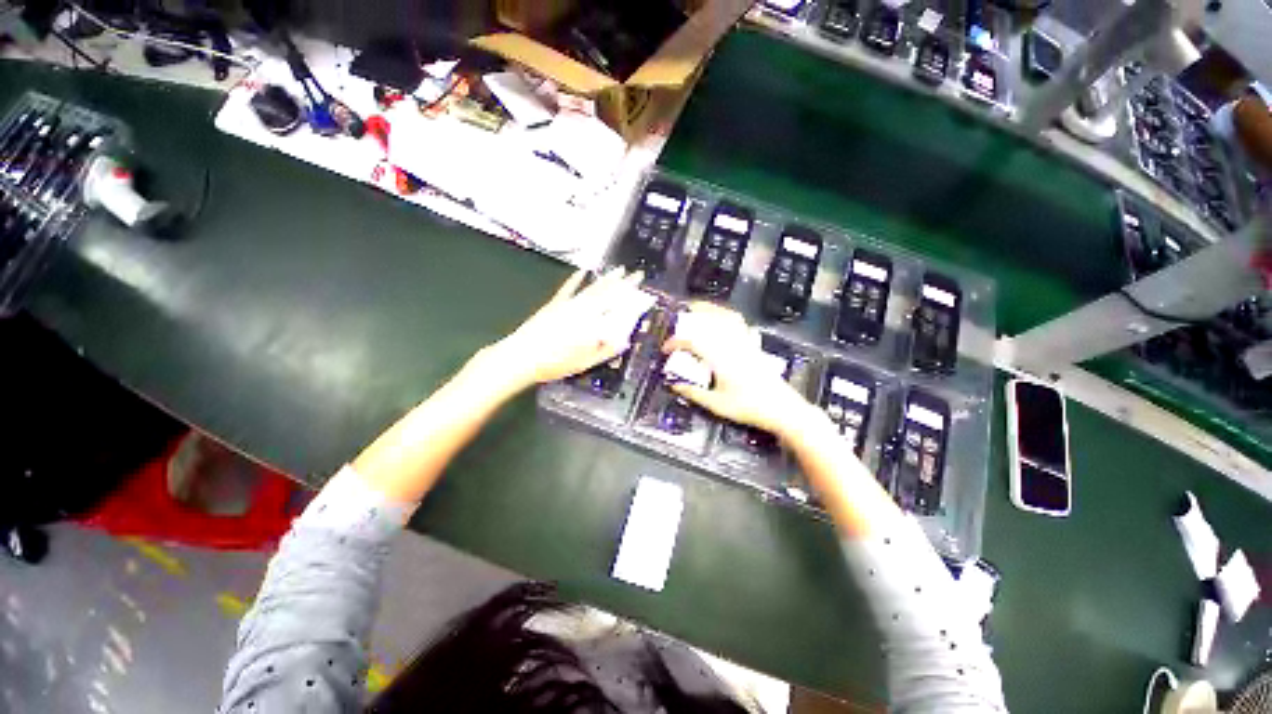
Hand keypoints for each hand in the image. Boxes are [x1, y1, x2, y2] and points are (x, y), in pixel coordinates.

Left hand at [484, 268, 653, 392]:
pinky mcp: (554, 305)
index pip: (617, 307)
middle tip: (635, 274)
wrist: (521, 357)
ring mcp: (567, 305)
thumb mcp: (584, 363)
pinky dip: (576, 279)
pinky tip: (582, 271)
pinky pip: (568, 288)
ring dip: (606, 279)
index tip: (642, 288)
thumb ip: (605, 351)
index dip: (630, 297)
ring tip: (618, 270)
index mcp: (592, 325)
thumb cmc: (554, 364)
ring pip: (591, 289)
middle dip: (623, 283)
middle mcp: (582, 311)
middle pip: (606, 294)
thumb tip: (623, 341)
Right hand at [661, 303, 813, 436]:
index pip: (693, 341)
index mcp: (720, 357)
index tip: (666, 349)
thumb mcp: (716, 404)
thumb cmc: (748, 407)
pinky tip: (727, 324)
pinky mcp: (755, 347)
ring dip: (715, 310)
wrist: (782, 409)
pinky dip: (731, 319)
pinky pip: (742, 326)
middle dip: (696, 311)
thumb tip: (674, 385)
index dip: (675, 342)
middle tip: (683, 311)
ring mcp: (746, 343)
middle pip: (714, 318)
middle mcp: (733, 345)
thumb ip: (694, 393)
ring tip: (703, 309)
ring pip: (730, 317)